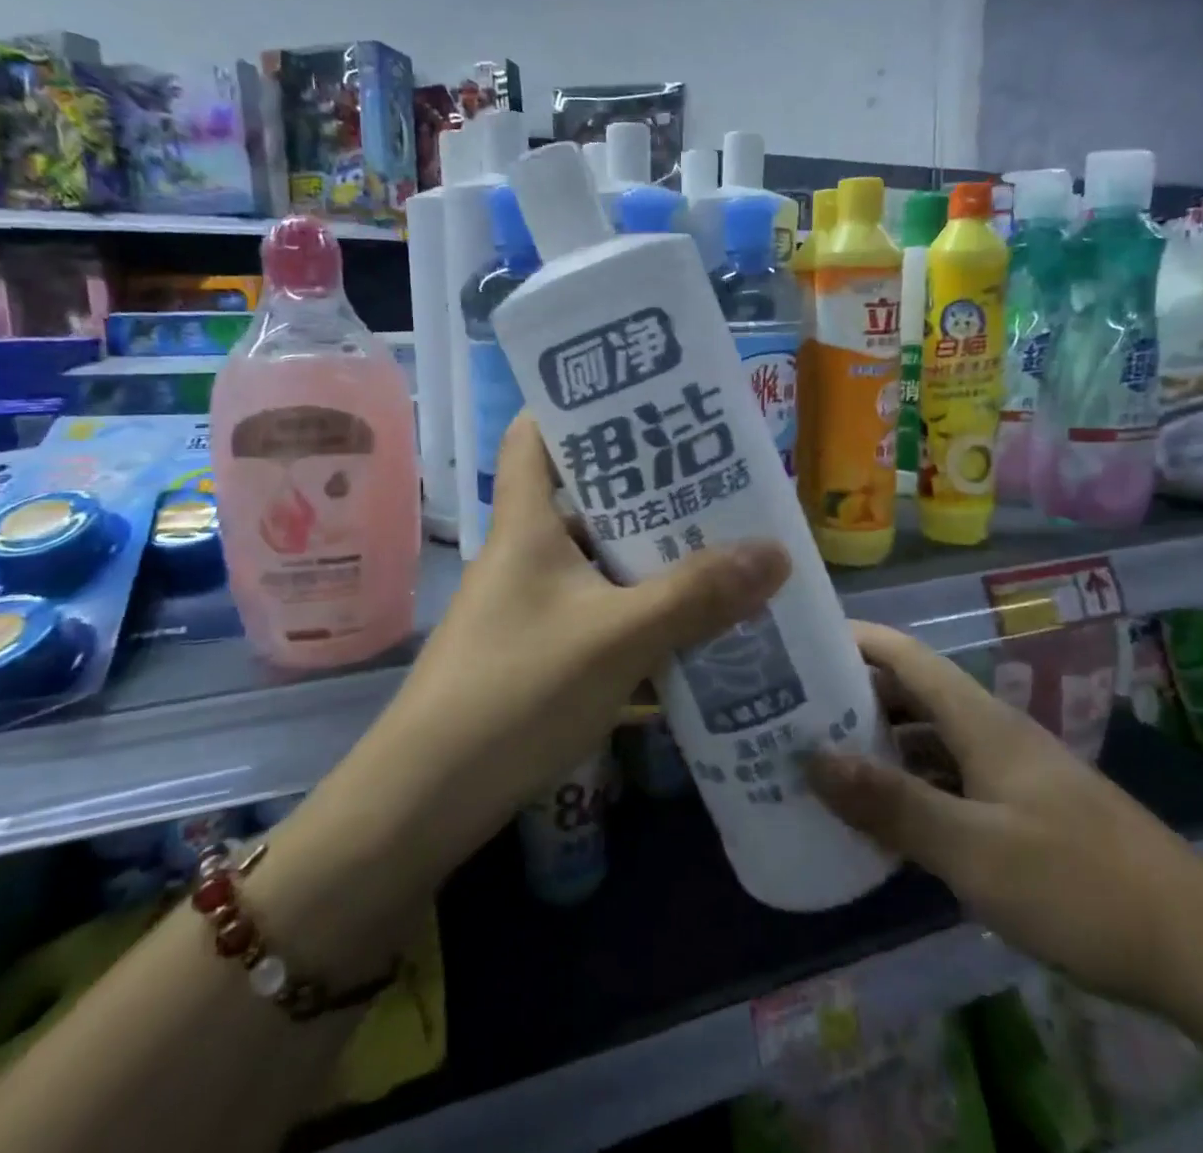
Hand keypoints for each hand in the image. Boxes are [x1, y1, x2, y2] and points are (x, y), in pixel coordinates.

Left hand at [375, 415, 790, 866]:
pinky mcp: (540, 652)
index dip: (580, 407)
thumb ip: (696, 595)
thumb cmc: (515, 692)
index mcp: (527, 523)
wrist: (425, 803)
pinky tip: (694, 623)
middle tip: (718, 478)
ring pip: (600, 560)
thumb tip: (777, 551)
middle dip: (649, 488)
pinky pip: (601, 612)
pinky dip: (643, 611)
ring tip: (723, 545)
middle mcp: (526, 553)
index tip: (643, 400)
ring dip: (654, 556)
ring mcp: (532, 605)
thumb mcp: (617, 638)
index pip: (536, 434)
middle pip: (587, 497)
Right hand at [806, 623, 1202, 1014]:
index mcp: (979, 719)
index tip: (796, 645)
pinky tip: (881, 820)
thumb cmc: (1078, 884)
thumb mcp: (974, 850)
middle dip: (851, 696)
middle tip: (787, 713)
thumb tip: (811, 758)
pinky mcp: (1020, 812)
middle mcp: (990, 732)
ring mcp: (1007, 772)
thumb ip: (892, 803)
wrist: (1199, 949)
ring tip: (817, 762)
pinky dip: (909, 787)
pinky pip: (947, 782)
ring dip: (878, 745)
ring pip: (928, 740)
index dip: (852, 639)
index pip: (903, 654)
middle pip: (910, 694)